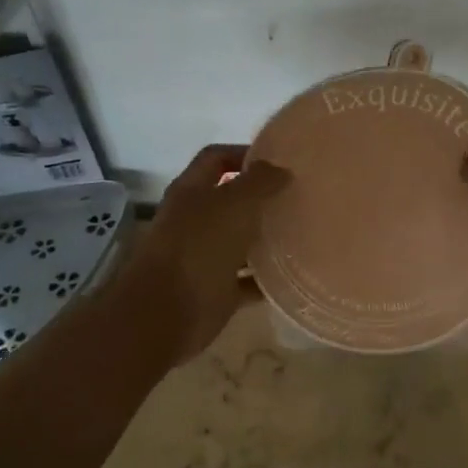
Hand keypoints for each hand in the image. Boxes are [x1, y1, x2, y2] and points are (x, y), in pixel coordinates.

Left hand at [120, 144, 289, 359]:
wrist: (165, 313)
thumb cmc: (198, 247)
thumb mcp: (234, 204)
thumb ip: (259, 182)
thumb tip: (281, 169)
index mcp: (192, 192)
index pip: (216, 158)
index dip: (244, 153)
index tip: (279, 160)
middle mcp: (195, 220)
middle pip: (230, 200)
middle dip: (261, 196)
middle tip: (297, 195)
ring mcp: (203, 257)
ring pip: (240, 240)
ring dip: (266, 237)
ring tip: (302, 231)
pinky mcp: (215, 291)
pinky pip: (247, 280)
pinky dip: (266, 278)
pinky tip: (292, 273)